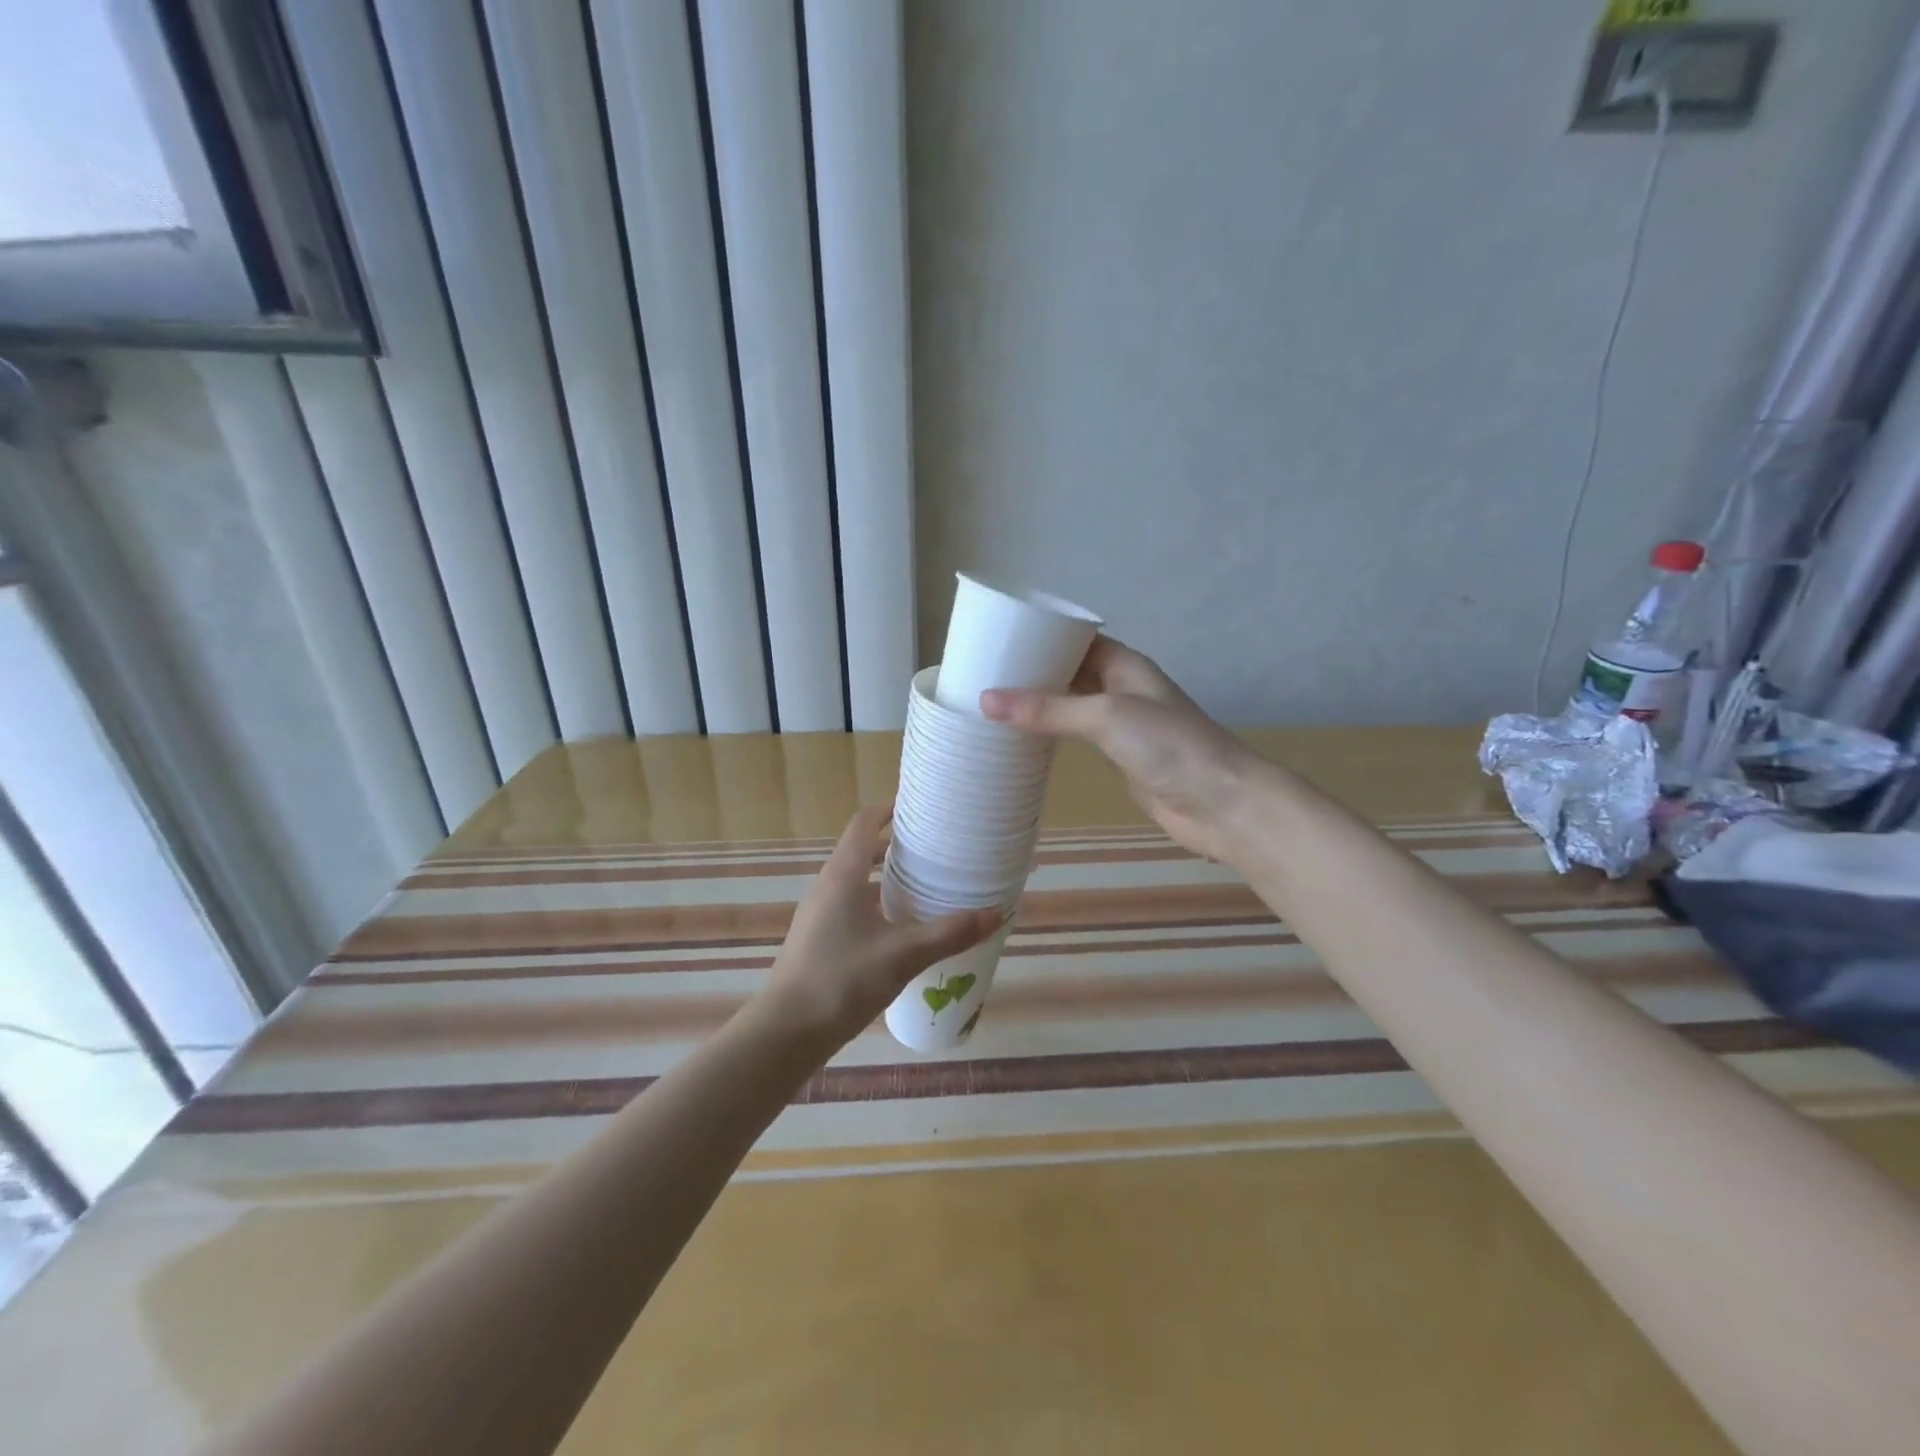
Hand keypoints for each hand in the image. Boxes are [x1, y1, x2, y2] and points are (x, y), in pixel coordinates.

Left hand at [753, 807, 1001, 1046]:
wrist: (786, 1033)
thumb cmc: (842, 980)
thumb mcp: (903, 955)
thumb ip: (949, 933)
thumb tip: (996, 913)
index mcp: (843, 875)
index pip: (864, 823)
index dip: (890, 809)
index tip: (921, 809)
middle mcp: (828, 886)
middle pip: (862, 850)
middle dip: (897, 847)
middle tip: (935, 851)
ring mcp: (819, 914)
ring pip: (857, 882)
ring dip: (887, 879)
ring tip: (925, 888)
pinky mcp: (818, 940)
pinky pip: (851, 907)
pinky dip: (877, 905)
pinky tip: (901, 931)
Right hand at [981, 637, 1260, 861]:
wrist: (1220, 802)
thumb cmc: (1168, 745)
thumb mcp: (1105, 716)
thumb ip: (1048, 709)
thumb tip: (985, 700)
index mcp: (1124, 664)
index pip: (1075, 640)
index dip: (1040, 637)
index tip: (996, 641)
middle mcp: (1121, 688)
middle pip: (1070, 672)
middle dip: (1032, 673)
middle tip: (982, 675)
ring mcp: (1121, 724)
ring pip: (1071, 706)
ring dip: (1039, 706)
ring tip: (991, 706)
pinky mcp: (1118, 757)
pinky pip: (1076, 738)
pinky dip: (1050, 736)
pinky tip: (1021, 741)